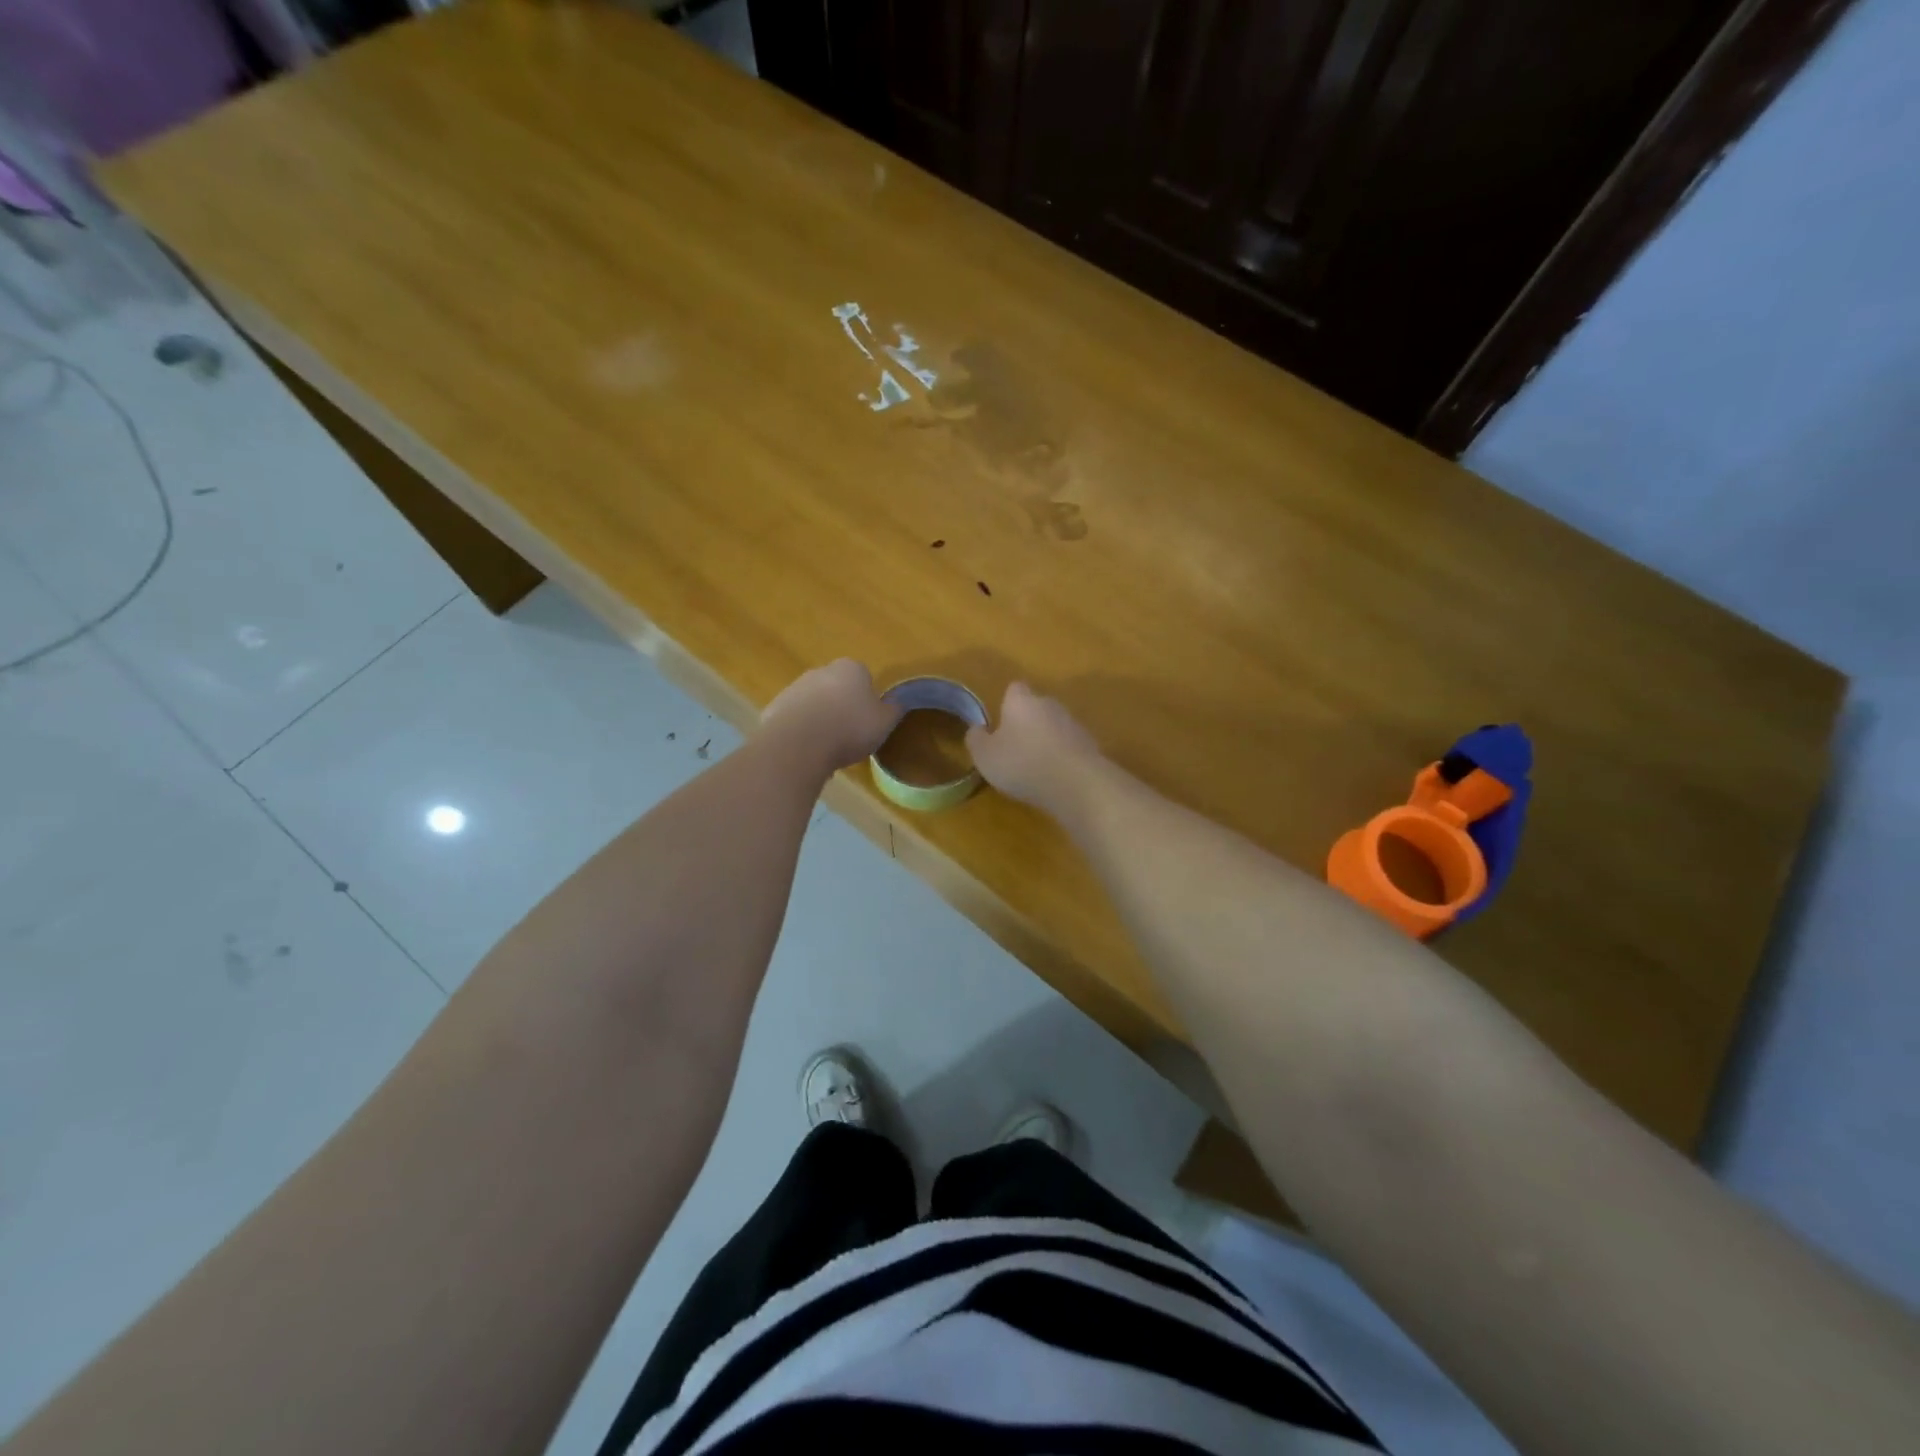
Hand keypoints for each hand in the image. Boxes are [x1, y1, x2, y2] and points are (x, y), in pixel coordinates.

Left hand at [759, 659, 901, 772]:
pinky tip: (807, 751)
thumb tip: (897, 703)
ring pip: (814, 703)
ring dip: (820, 719)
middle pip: (836, 687)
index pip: (864, 676)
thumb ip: (893, 710)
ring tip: (827, 747)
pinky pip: (794, 719)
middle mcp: (821, 671)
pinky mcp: (775, 708)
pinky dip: (801, 731)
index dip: (868, 698)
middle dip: (841, 705)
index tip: (868, 719)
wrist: (799, 744)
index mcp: (851, 668)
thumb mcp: (884, 722)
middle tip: (849, 734)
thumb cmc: (850, 728)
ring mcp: (794, 688)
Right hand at [965, 682, 1103, 813]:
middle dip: (1026, 723)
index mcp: (1022, 701)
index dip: (1006, 704)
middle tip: (1014, 748)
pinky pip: (1069, 746)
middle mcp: (1050, 704)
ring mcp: (1074, 724)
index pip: (1014, 688)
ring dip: (1045, 740)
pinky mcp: (1090, 745)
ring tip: (1034, 767)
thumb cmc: (1022, 764)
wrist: (1076, 784)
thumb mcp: (985, 756)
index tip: (1000, 724)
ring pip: (1054, 726)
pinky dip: (1062, 757)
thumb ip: (976, 739)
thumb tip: (977, 729)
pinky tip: (1055, 778)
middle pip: (1036, 707)